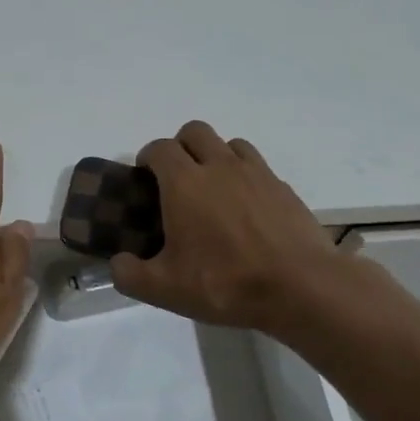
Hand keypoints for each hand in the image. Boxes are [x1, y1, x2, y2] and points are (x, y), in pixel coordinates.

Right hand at [110, 121, 346, 333]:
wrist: (302, 288)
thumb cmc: (225, 283)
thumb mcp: (164, 289)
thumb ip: (129, 274)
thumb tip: (117, 263)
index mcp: (185, 183)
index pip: (160, 148)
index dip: (148, 157)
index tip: (144, 178)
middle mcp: (219, 167)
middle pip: (195, 131)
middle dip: (180, 146)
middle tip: (176, 179)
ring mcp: (257, 174)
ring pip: (230, 144)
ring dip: (215, 156)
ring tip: (213, 189)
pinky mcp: (284, 189)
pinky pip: (258, 167)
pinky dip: (246, 177)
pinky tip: (246, 209)